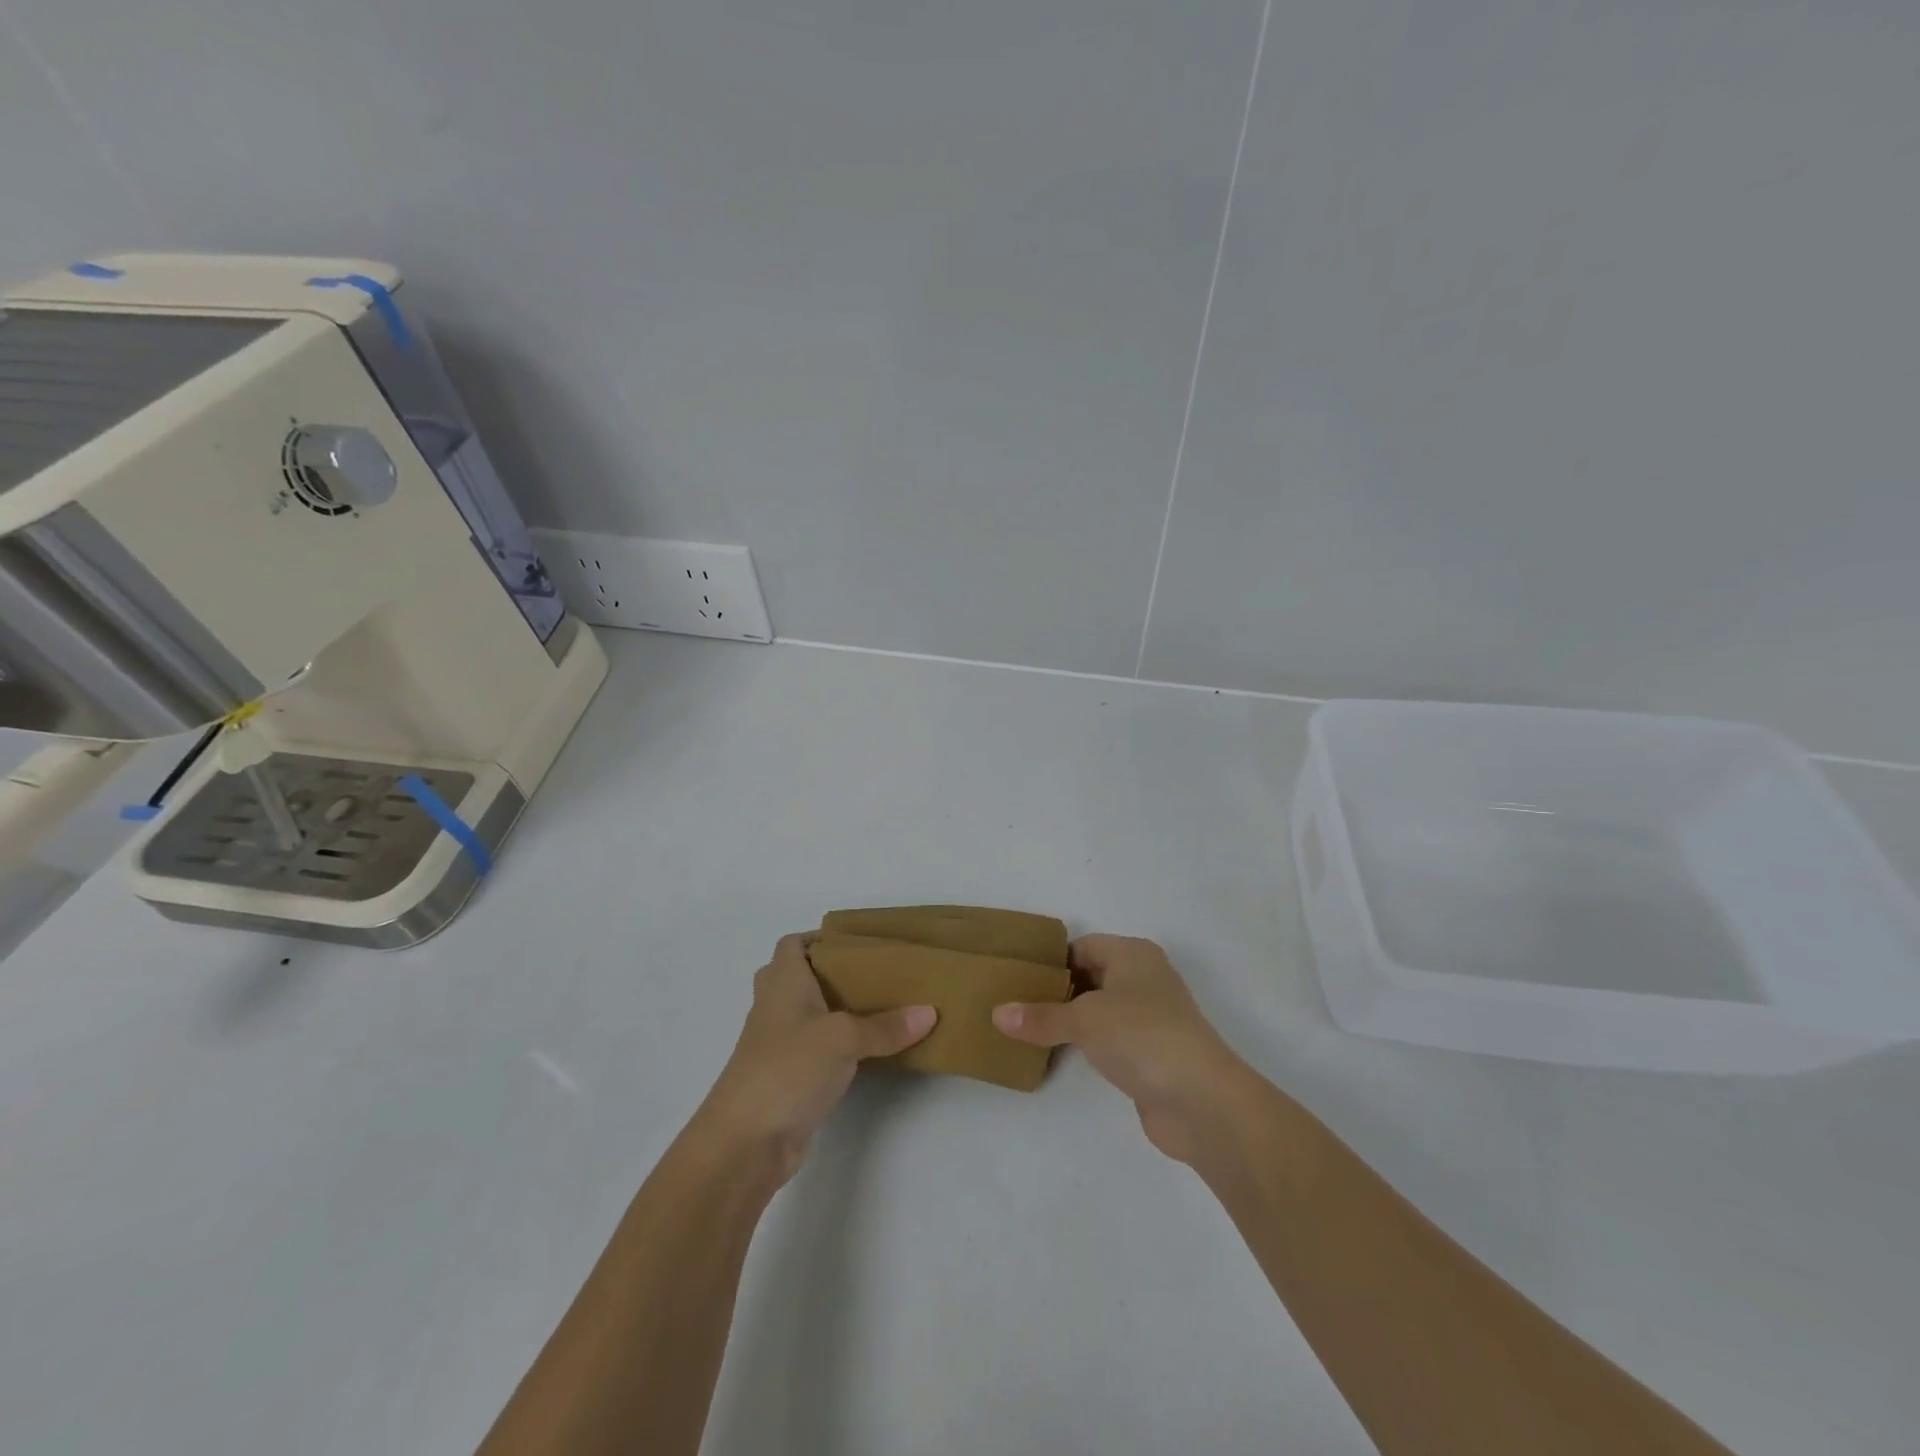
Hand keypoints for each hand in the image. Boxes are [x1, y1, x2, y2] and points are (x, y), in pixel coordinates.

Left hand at [693, 934, 935, 1186]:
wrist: (744, 1143)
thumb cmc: (787, 1069)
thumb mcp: (843, 1039)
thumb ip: (885, 1026)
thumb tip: (930, 1012)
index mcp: (782, 983)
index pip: (792, 944)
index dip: (819, 937)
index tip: (858, 943)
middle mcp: (776, 1007)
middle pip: (801, 977)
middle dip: (834, 973)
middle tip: (875, 974)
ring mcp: (778, 1045)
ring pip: (809, 1014)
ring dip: (838, 1010)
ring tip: (882, 1006)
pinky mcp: (787, 1078)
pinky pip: (816, 1048)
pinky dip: (838, 1045)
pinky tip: (868, 1050)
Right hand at [993, 935, 1248, 1164]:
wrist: (1202, 1100)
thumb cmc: (1142, 1037)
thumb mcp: (1084, 1021)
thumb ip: (1040, 1017)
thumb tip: (996, 1014)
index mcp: (1132, 954)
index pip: (1081, 946)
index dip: (1049, 960)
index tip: (1014, 976)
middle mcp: (1143, 978)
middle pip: (1089, 976)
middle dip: (1054, 989)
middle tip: (1012, 1002)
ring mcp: (1149, 1017)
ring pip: (1098, 1009)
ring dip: (1068, 1018)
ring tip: (1024, 1028)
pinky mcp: (1150, 1053)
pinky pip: (1108, 1038)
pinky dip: (1085, 1043)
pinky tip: (1056, 1053)